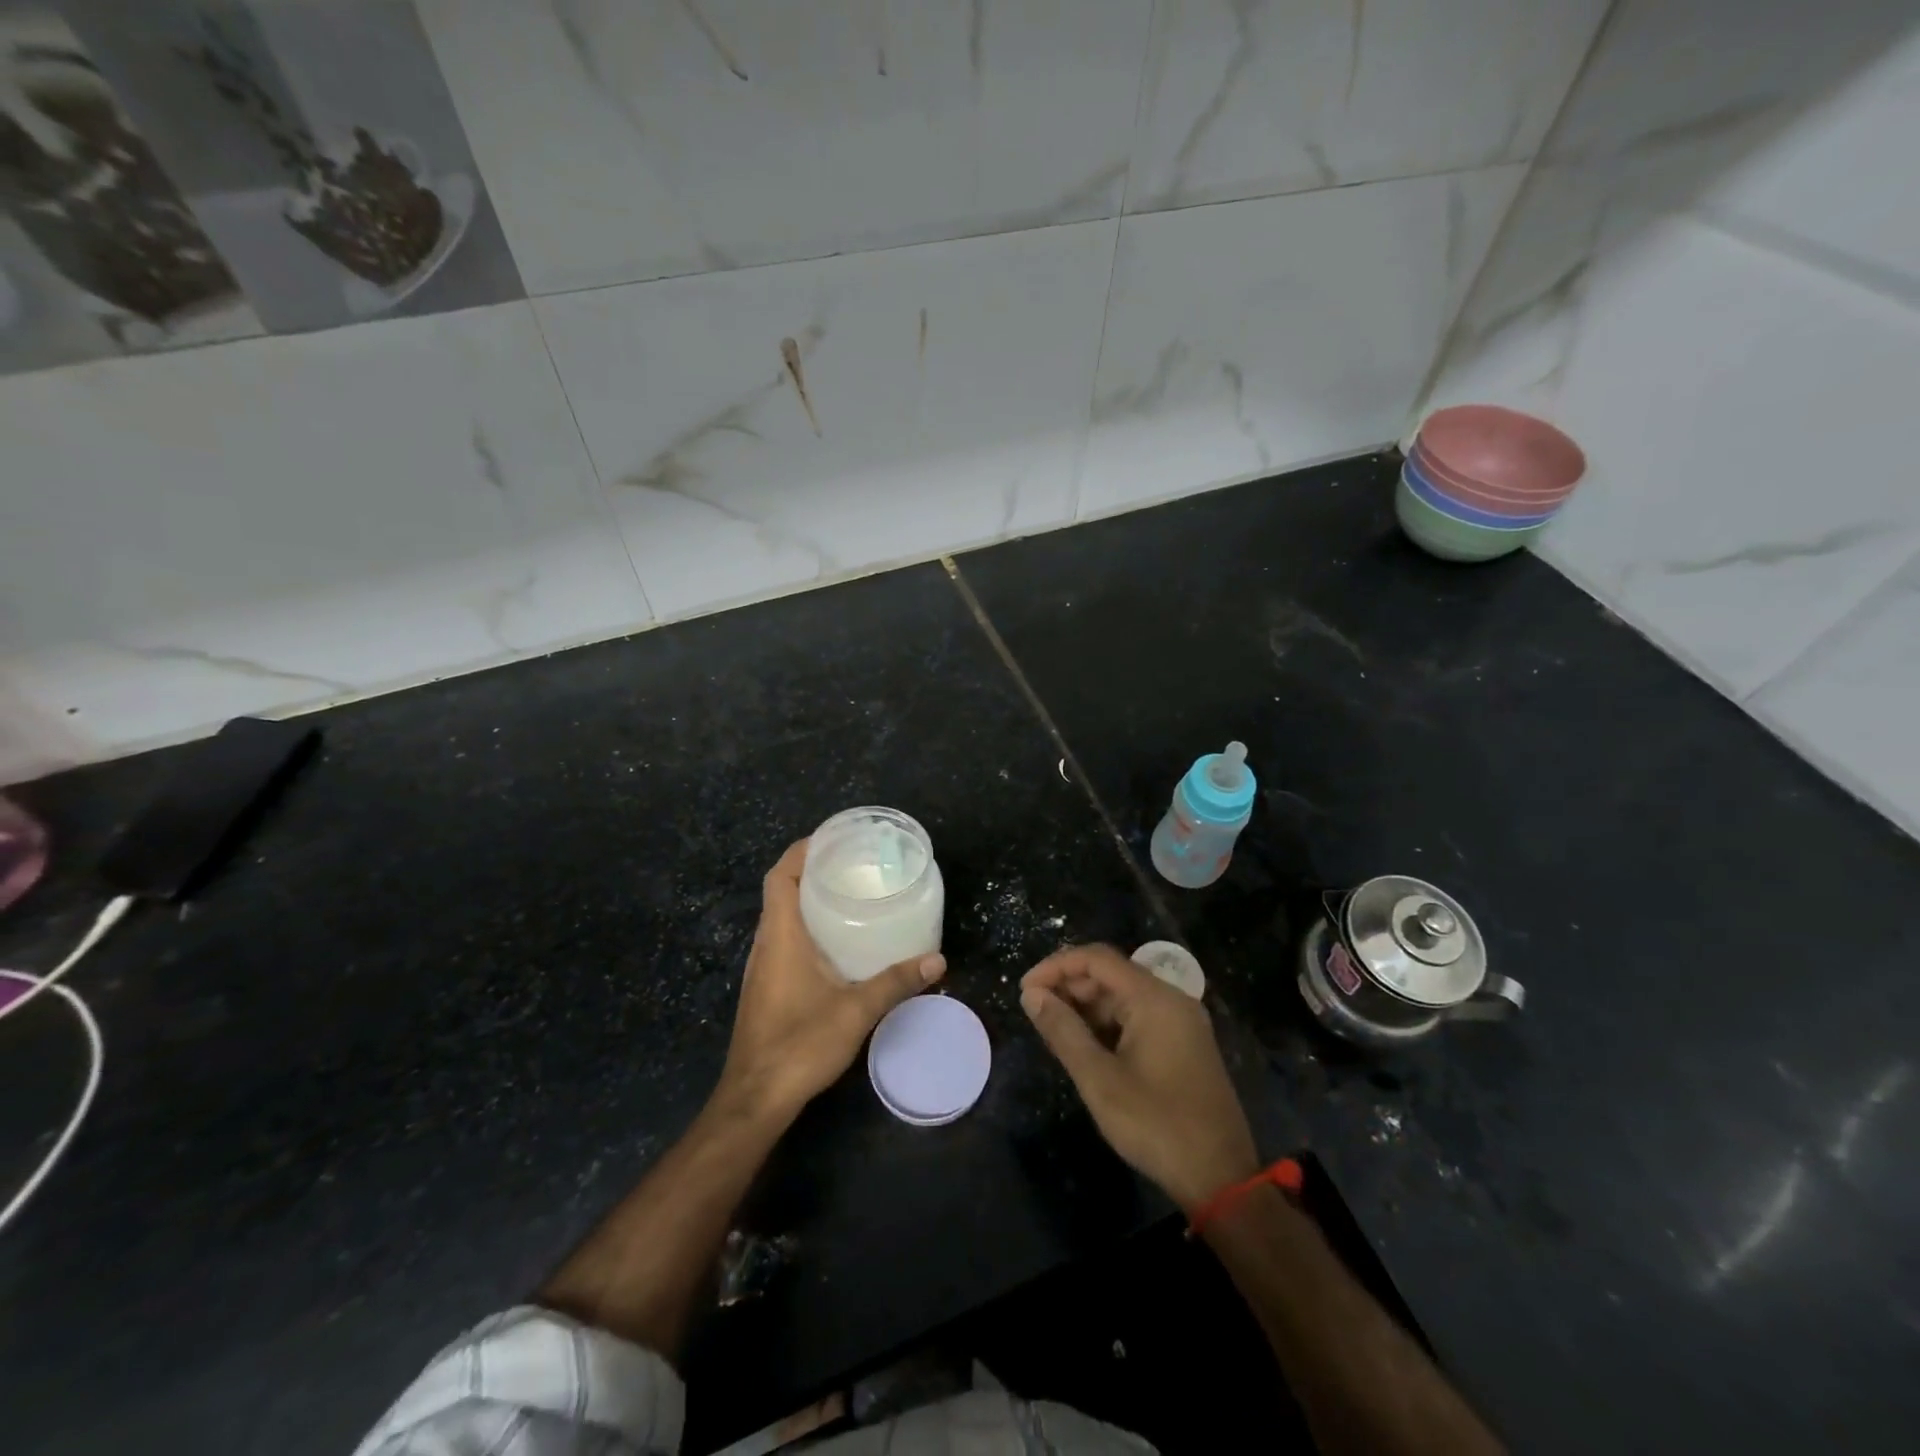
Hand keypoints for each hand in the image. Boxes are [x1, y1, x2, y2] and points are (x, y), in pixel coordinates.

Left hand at [719, 839, 945, 1122]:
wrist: (755, 1098)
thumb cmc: (799, 1043)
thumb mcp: (856, 1011)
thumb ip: (896, 982)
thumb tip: (938, 960)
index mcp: (781, 935)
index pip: (779, 876)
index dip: (801, 851)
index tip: (833, 839)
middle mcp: (766, 944)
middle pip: (780, 891)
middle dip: (812, 870)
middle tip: (853, 864)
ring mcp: (762, 967)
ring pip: (781, 917)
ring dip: (808, 899)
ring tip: (849, 894)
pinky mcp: (765, 987)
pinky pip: (783, 940)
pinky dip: (806, 927)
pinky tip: (837, 943)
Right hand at [1021, 944, 1258, 1210]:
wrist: (1221, 1178)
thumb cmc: (1156, 1124)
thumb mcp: (1099, 1079)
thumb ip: (1063, 1031)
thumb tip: (1032, 996)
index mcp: (1154, 998)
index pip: (1097, 959)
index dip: (1056, 966)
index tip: (1025, 990)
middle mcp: (1171, 999)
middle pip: (1111, 974)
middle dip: (1070, 986)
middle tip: (1035, 1012)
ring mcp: (1181, 1022)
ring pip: (1124, 997)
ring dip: (1087, 1007)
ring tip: (1054, 1030)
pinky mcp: (1184, 1045)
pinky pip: (1138, 1018)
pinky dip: (1108, 1024)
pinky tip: (1086, 1046)